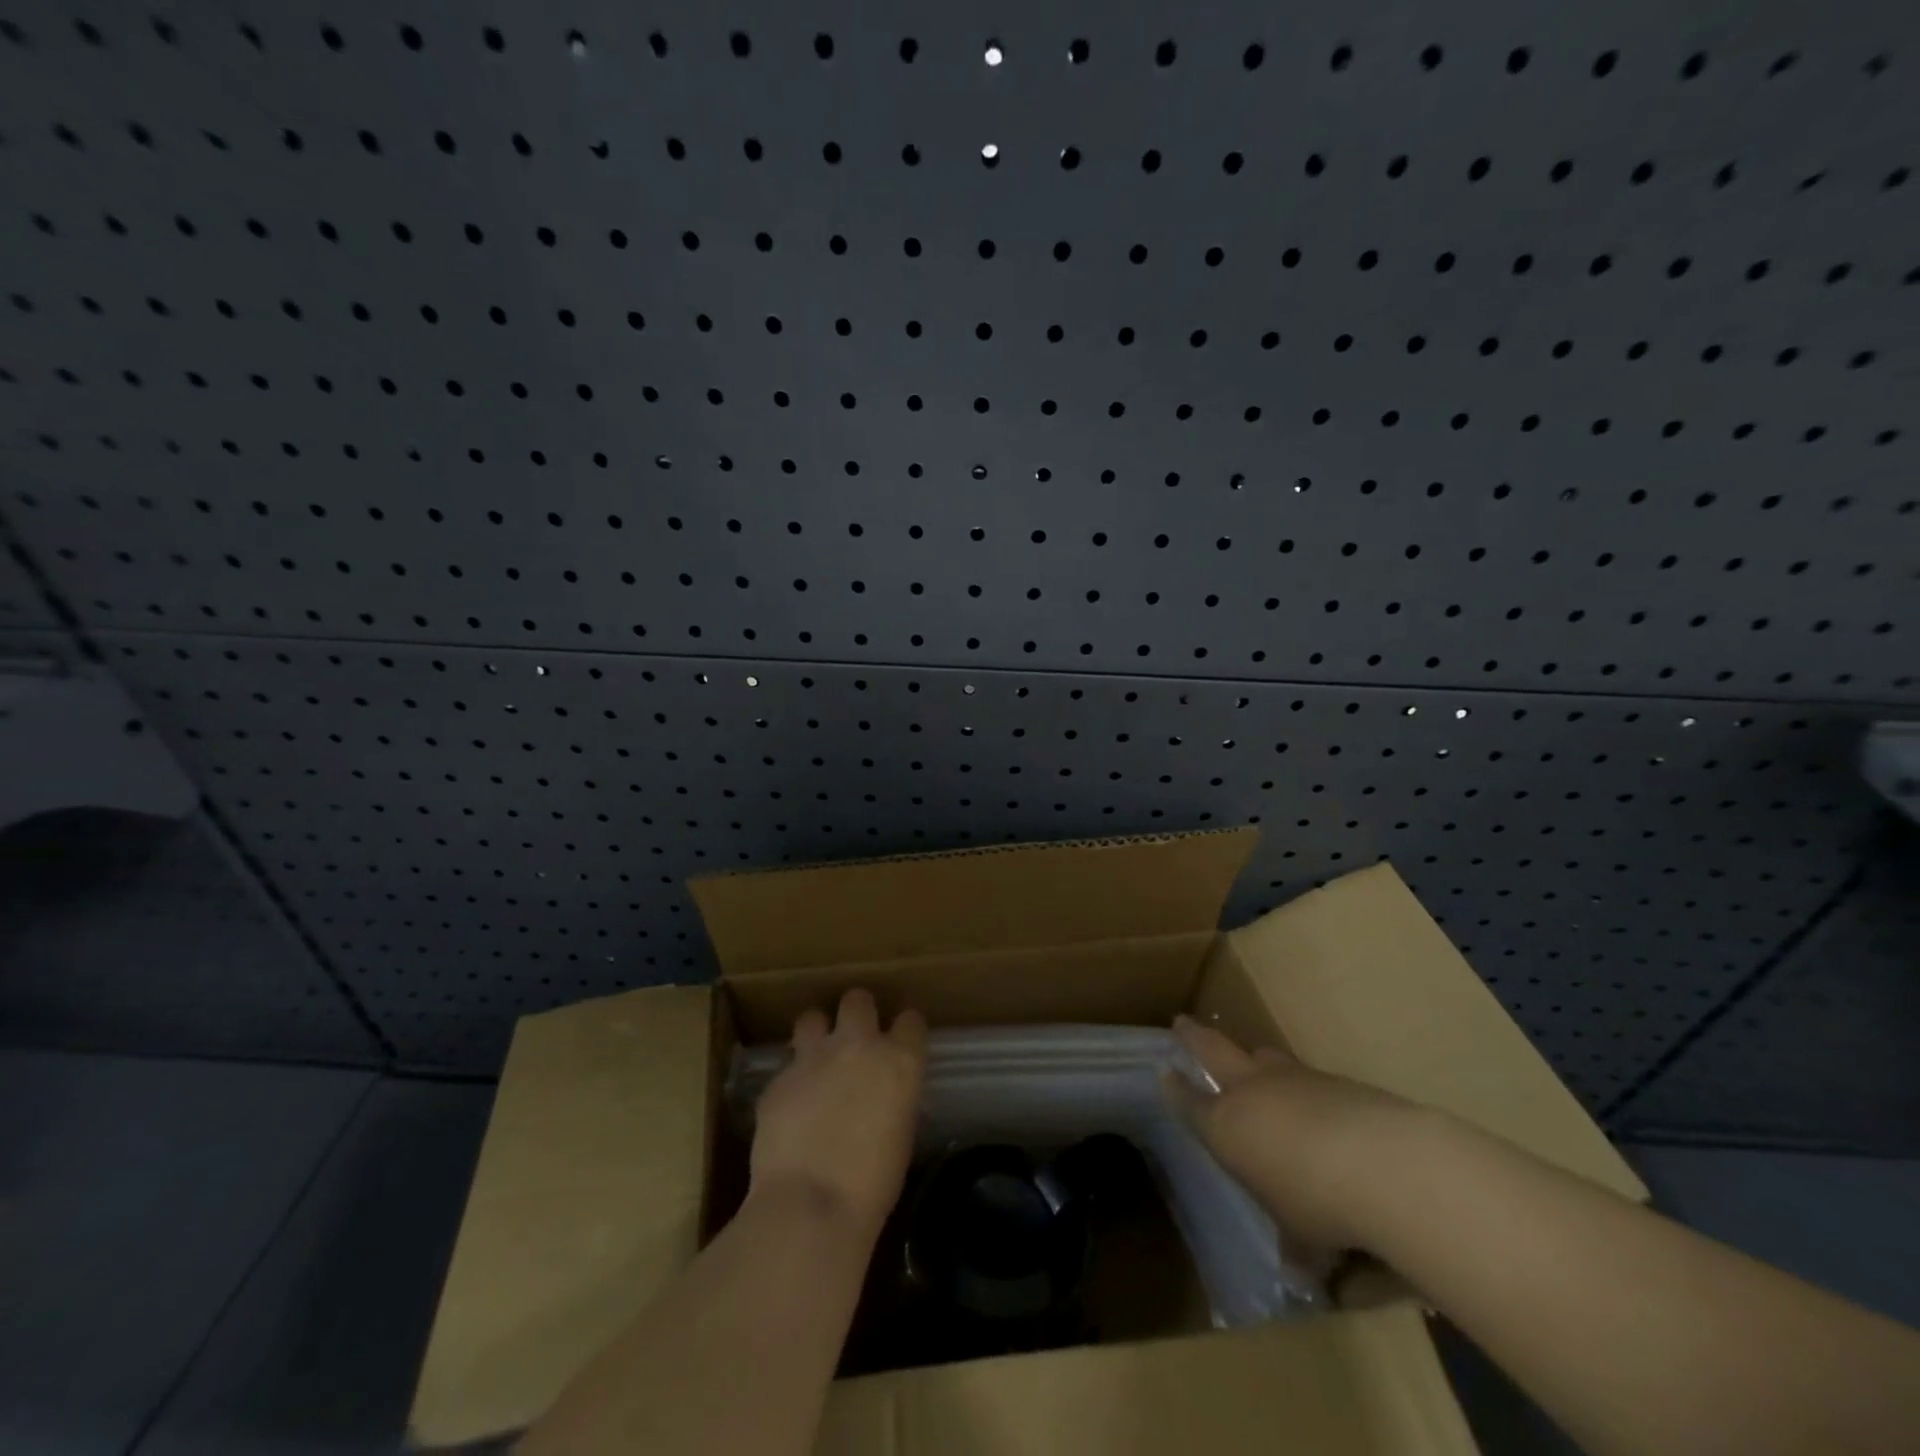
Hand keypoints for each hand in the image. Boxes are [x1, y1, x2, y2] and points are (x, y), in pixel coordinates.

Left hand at [750, 989, 927, 1240]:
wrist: (810, 1206)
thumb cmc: (873, 1184)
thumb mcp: (901, 1133)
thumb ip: (893, 1096)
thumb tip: (884, 1092)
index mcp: (899, 1060)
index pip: (911, 1020)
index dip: (905, 1030)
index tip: (901, 1043)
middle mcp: (858, 1045)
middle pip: (858, 999)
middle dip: (858, 1013)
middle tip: (855, 1040)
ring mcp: (813, 1057)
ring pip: (813, 1017)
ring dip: (817, 1033)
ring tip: (817, 1059)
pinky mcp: (778, 1079)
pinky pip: (787, 1066)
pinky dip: (792, 1080)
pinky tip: (792, 1108)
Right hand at [1167, 1016, 1422, 1252]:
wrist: (1381, 1163)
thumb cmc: (1319, 1204)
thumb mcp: (1303, 1237)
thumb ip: (1296, 1248)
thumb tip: (1300, 1274)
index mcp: (1226, 1127)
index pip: (1190, 1103)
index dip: (1176, 1089)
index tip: (1164, 1071)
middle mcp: (1251, 1092)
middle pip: (1212, 1049)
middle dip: (1194, 1036)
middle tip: (1181, 1022)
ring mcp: (1292, 1079)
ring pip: (1263, 1055)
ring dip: (1254, 1058)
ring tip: (1254, 1062)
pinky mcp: (1333, 1079)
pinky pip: (1307, 1077)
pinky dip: (1305, 1087)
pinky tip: (1320, 1107)